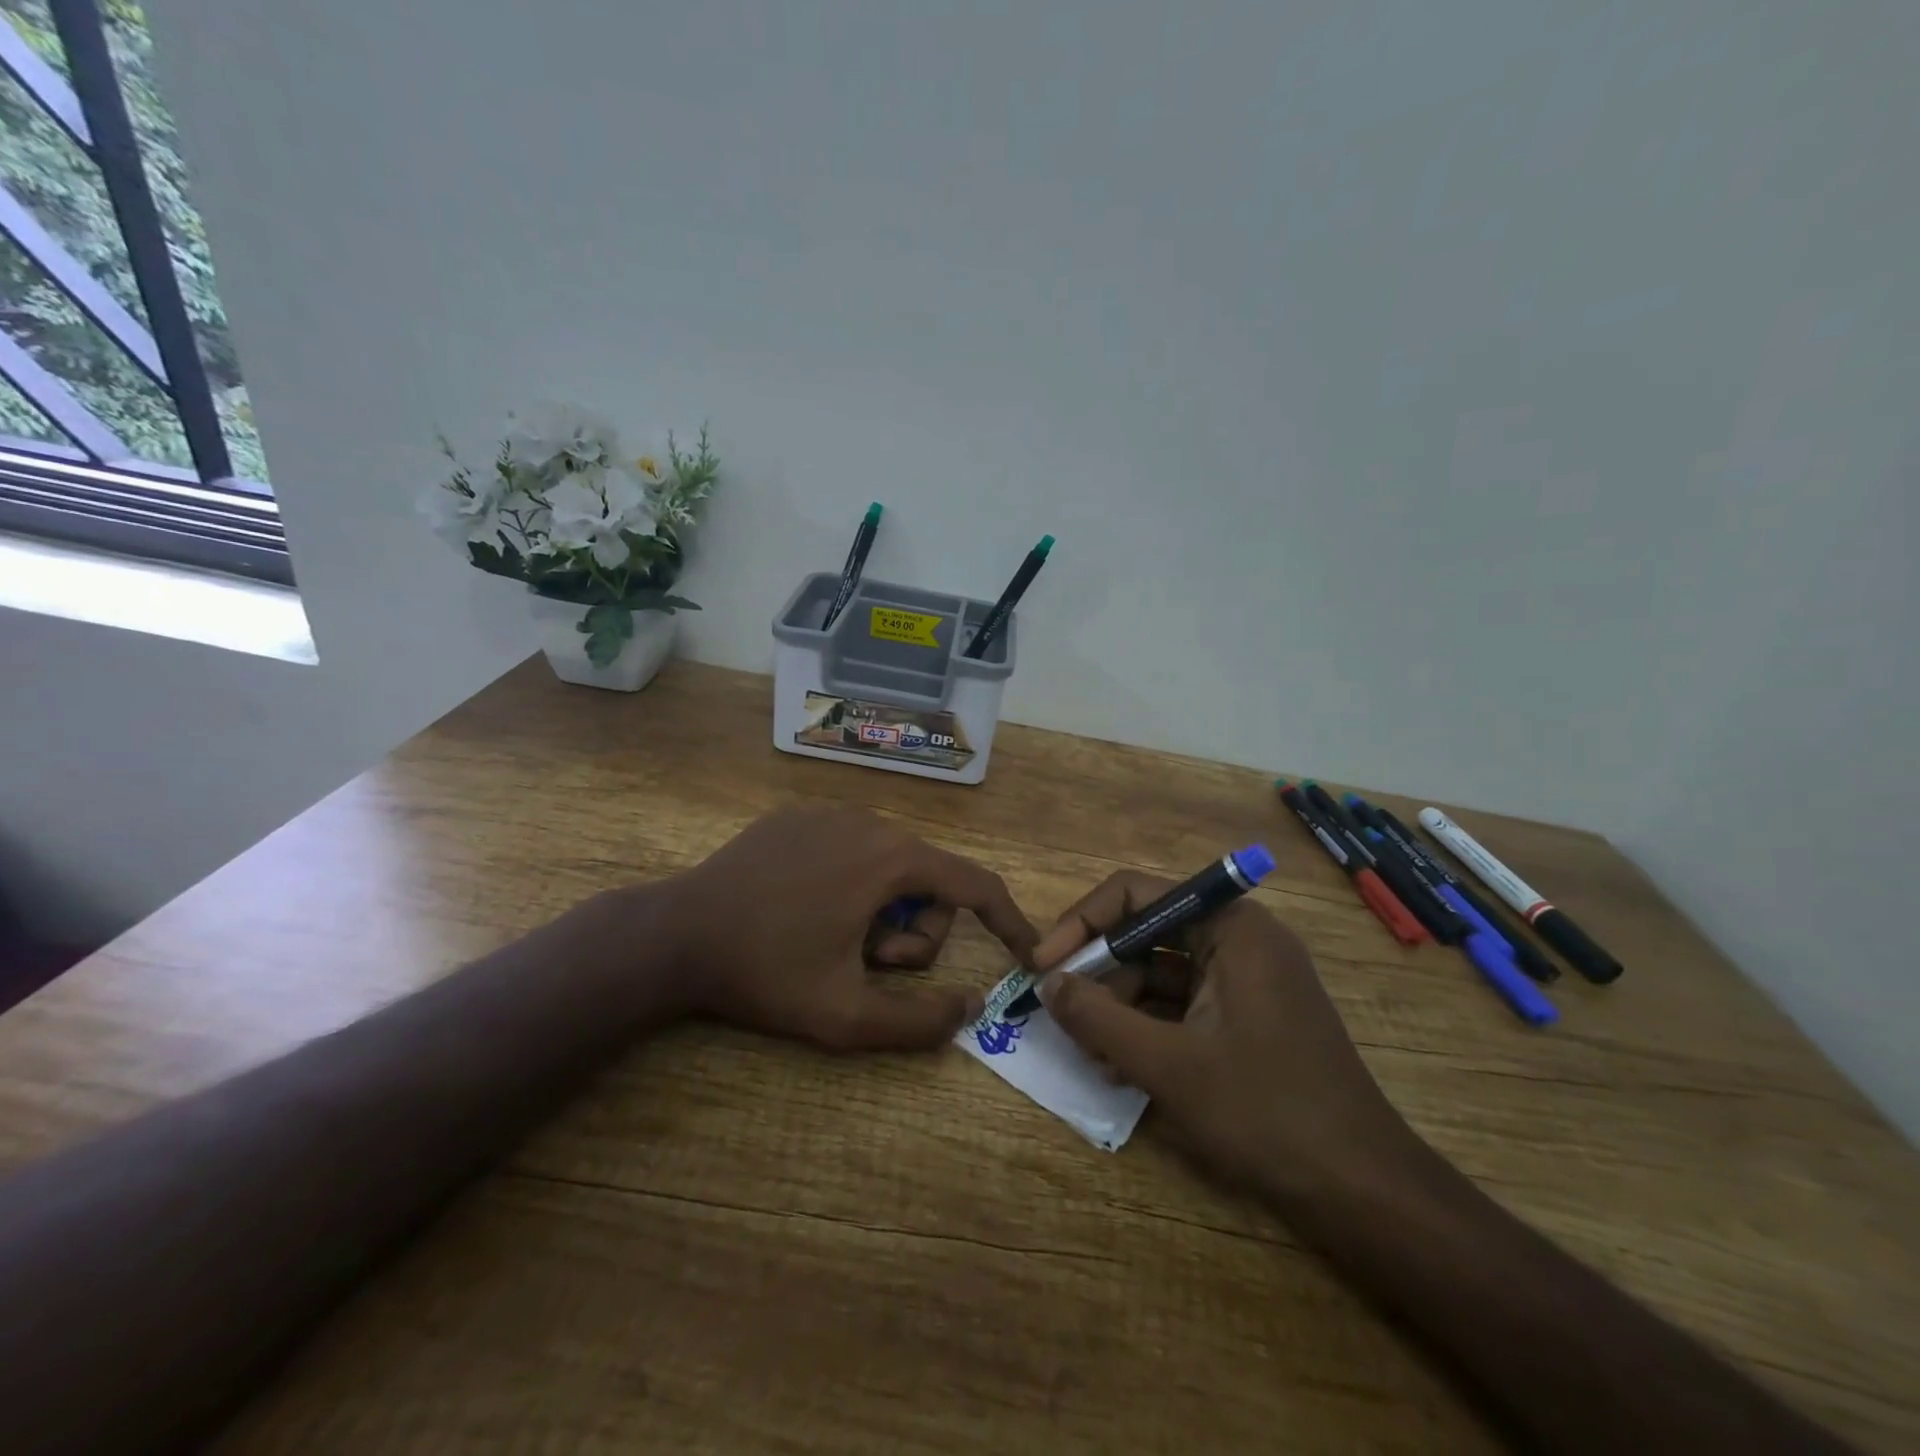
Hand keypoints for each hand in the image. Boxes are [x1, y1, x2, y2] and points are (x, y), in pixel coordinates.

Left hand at [657, 806, 1037, 1051]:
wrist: (675, 933)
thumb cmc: (765, 972)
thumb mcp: (844, 1015)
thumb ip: (918, 1022)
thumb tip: (969, 1007)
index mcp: (892, 859)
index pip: (975, 884)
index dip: (1008, 920)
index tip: (1025, 951)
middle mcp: (871, 820)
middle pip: (929, 880)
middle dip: (914, 931)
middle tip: (867, 963)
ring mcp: (831, 811)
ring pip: (892, 863)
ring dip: (881, 909)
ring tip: (831, 938)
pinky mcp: (799, 814)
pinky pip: (853, 847)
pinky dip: (851, 882)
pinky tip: (804, 908)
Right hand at [1034, 873, 1416, 1198]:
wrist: (1363, 1192)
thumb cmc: (1267, 1112)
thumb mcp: (1170, 1064)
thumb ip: (1100, 1018)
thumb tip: (1048, 983)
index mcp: (1231, 927)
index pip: (1136, 894)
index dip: (1082, 924)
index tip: (1044, 965)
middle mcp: (1240, 939)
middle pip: (1146, 932)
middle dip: (1100, 973)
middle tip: (1059, 1012)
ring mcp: (1246, 980)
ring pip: (1160, 972)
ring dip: (1119, 1005)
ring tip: (1088, 1051)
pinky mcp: (1247, 1017)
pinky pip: (1182, 1004)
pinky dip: (1147, 1026)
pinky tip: (1119, 1066)